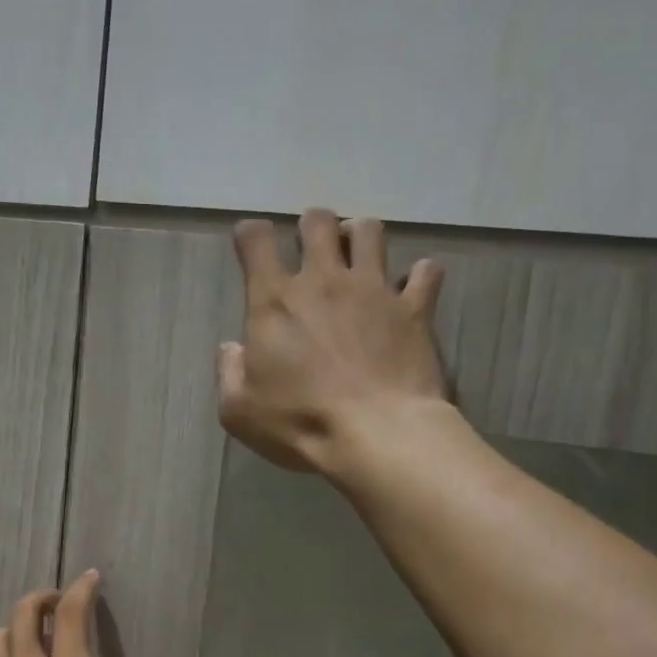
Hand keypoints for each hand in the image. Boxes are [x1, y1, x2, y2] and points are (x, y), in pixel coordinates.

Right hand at [219, 208, 447, 476]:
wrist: (375, 434)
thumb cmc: (300, 422)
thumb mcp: (239, 411)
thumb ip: (229, 373)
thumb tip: (232, 349)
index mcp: (274, 301)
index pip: (255, 241)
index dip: (250, 236)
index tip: (250, 245)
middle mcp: (324, 280)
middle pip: (317, 222)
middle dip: (311, 227)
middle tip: (311, 249)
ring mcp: (374, 289)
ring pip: (370, 231)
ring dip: (360, 236)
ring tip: (358, 257)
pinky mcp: (414, 307)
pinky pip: (426, 272)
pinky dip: (420, 276)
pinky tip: (412, 289)